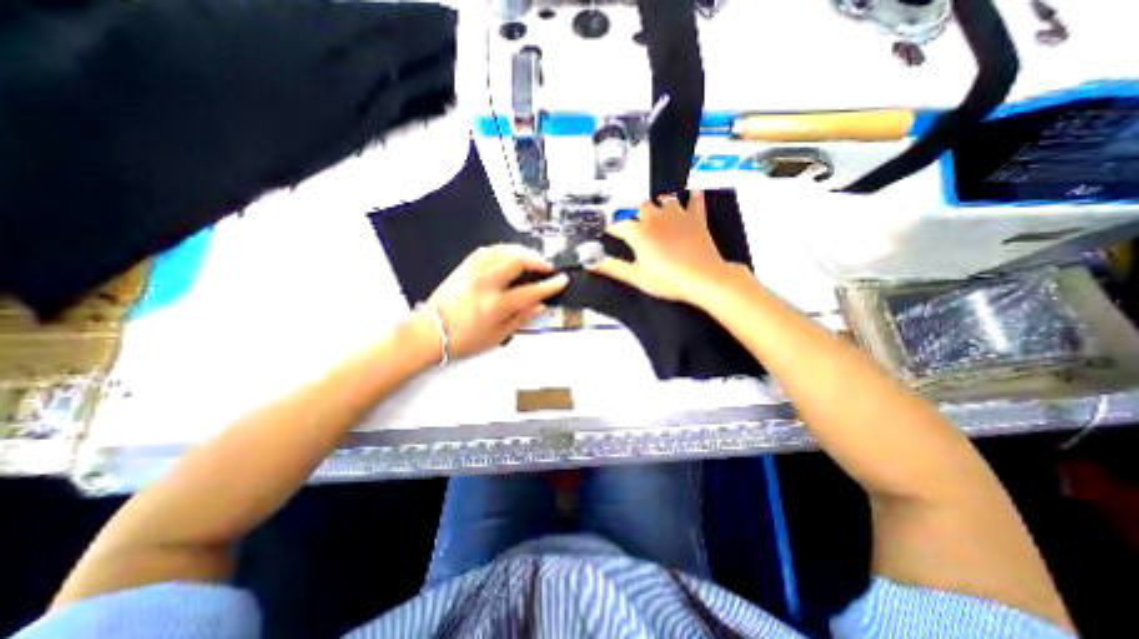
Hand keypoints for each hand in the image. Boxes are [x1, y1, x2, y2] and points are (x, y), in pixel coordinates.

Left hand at [421, 241, 569, 360]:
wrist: (429, 332)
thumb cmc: (464, 339)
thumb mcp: (497, 336)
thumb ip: (521, 318)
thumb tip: (541, 305)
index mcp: (495, 305)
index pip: (530, 291)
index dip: (549, 285)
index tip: (562, 280)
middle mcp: (485, 283)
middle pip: (517, 261)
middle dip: (537, 261)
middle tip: (547, 267)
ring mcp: (473, 271)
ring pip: (504, 250)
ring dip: (522, 252)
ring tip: (532, 259)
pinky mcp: (464, 266)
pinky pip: (488, 249)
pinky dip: (504, 249)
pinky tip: (510, 254)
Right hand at [587, 189, 737, 305]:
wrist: (703, 278)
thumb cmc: (669, 279)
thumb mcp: (636, 277)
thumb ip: (613, 268)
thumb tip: (593, 264)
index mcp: (640, 233)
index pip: (619, 225)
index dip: (612, 229)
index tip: (610, 232)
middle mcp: (657, 219)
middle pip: (641, 207)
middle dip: (635, 214)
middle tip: (634, 225)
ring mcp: (678, 216)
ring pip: (665, 199)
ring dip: (659, 204)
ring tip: (657, 211)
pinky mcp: (696, 219)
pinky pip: (695, 201)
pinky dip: (693, 197)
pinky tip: (693, 192)